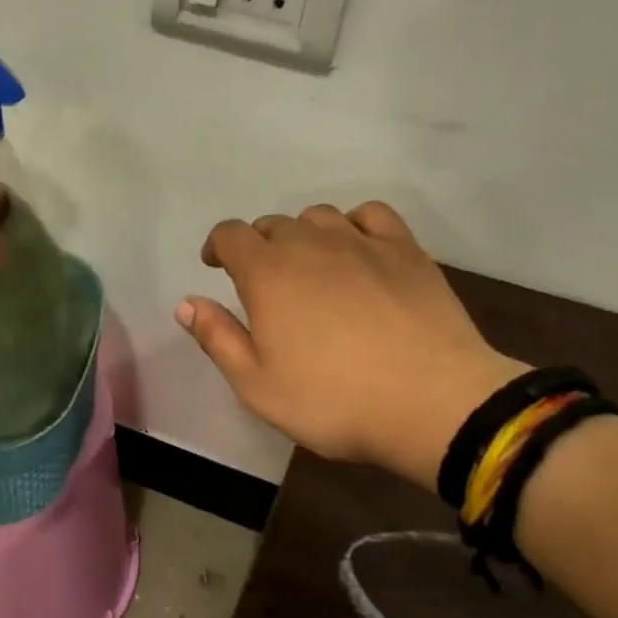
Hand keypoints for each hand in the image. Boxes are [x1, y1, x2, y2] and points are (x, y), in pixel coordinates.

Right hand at [178, 202, 524, 488]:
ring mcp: (362, 242)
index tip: (216, 266)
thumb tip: (186, 303)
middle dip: (259, 246)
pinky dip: (354, 224)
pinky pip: (371, 215)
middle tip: (265, 282)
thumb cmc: (333, 400)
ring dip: (304, 234)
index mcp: (267, 273)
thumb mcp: (257, 385)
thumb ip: (217, 338)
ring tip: (310, 265)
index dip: (218, 246)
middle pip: (273, 224)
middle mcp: (310, 244)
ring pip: (319, 216)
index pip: (230, 234)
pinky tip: (357, 247)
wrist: (431, 402)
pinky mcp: (405, 250)